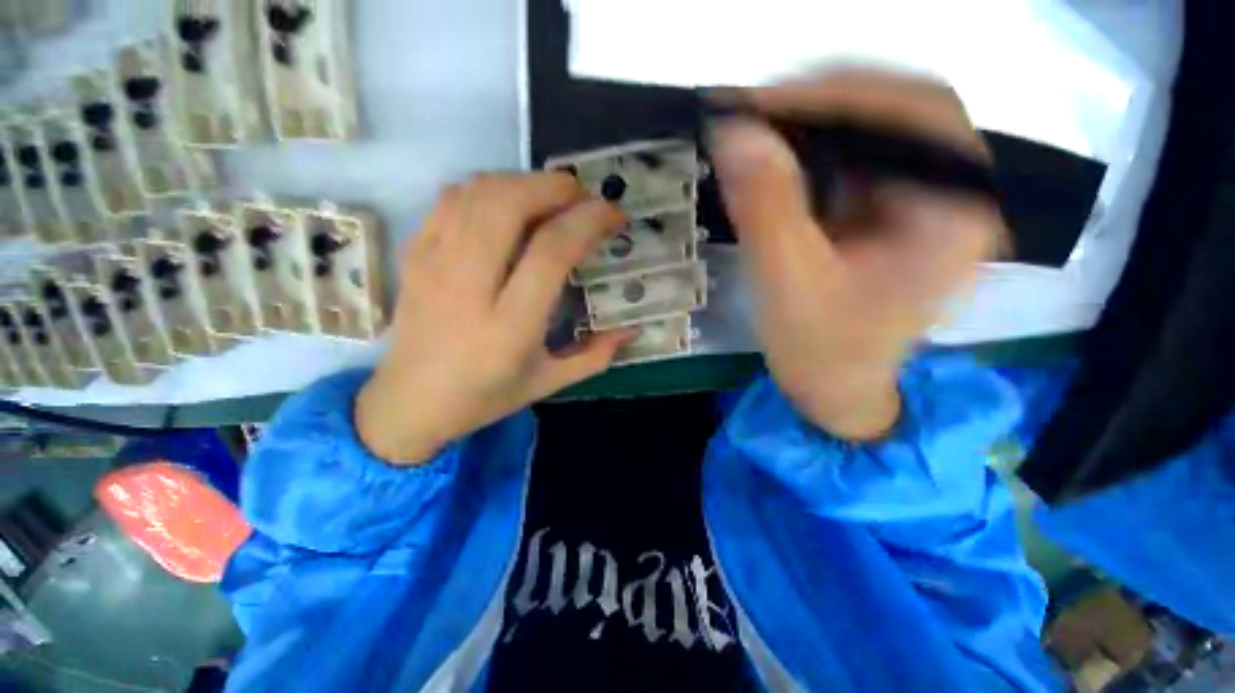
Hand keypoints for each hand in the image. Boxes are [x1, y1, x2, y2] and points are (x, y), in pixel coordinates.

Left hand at [356, 173, 633, 463]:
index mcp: (510, 326)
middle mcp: (469, 287)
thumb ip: (595, 356)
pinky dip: (486, 188)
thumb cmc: (484, 396)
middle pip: (508, 205)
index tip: (613, 214)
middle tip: (583, 195)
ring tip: (550, 195)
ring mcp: (434, 265)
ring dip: (522, 181)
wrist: (410, 402)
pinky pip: (450, 200)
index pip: (552, 251)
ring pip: (478, 193)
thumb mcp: (548, 383)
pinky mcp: (414, 255)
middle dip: (554, 186)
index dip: (588, 221)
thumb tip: (632, 330)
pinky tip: (508, 203)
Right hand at [709, 70, 1003, 439]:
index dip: (837, 92)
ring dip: (813, 126)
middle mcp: (952, 194)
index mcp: (953, 214)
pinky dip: (811, 152)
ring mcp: (921, 200)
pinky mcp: (890, 212)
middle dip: (823, 103)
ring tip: (757, 135)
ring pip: (874, 132)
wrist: (836, 390)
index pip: (915, 111)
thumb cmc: (822, 352)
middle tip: (754, 113)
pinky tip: (776, 164)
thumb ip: (766, 208)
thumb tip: (733, 133)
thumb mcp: (789, 284)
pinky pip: (855, 161)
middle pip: (898, 110)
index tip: (761, 101)